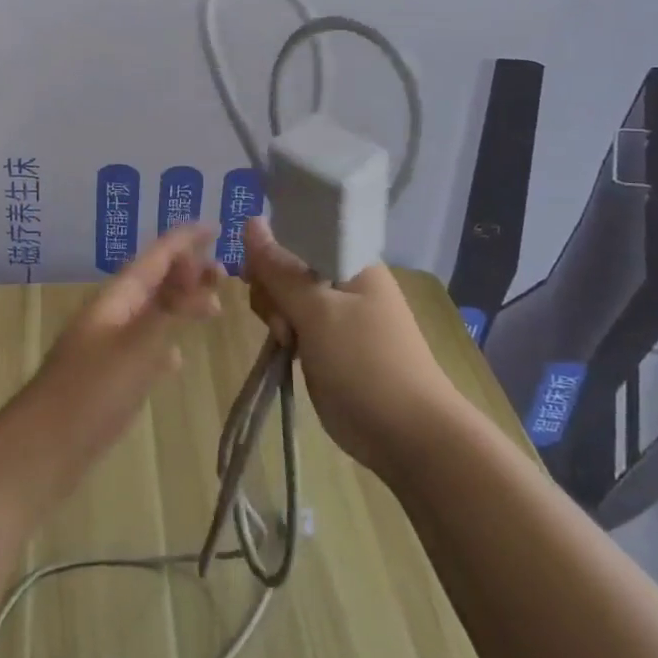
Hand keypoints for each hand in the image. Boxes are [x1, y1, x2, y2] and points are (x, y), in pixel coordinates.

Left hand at [20, 224, 222, 494]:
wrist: (43, 449)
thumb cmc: (91, 392)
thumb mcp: (137, 345)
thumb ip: (169, 309)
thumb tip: (199, 273)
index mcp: (115, 299)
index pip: (155, 257)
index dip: (183, 239)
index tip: (214, 225)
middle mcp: (111, 316)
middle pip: (154, 282)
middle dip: (187, 271)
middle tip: (224, 271)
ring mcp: (107, 348)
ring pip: (151, 315)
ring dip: (180, 305)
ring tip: (213, 308)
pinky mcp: (109, 380)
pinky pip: (143, 349)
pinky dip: (164, 345)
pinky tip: (177, 360)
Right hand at [242, 217, 455, 476]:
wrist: (407, 435)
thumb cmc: (365, 363)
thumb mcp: (317, 311)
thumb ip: (280, 269)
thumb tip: (250, 222)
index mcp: (351, 261)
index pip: (299, 233)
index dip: (272, 249)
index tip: (256, 276)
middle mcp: (344, 281)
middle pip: (288, 266)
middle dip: (273, 290)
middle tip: (281, 320)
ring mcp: (337, 315)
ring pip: (286, 297)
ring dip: (276, 315)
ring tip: (285, 341)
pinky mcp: (327, 345)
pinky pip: (294, 325)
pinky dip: (283, 334)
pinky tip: (283, 350)